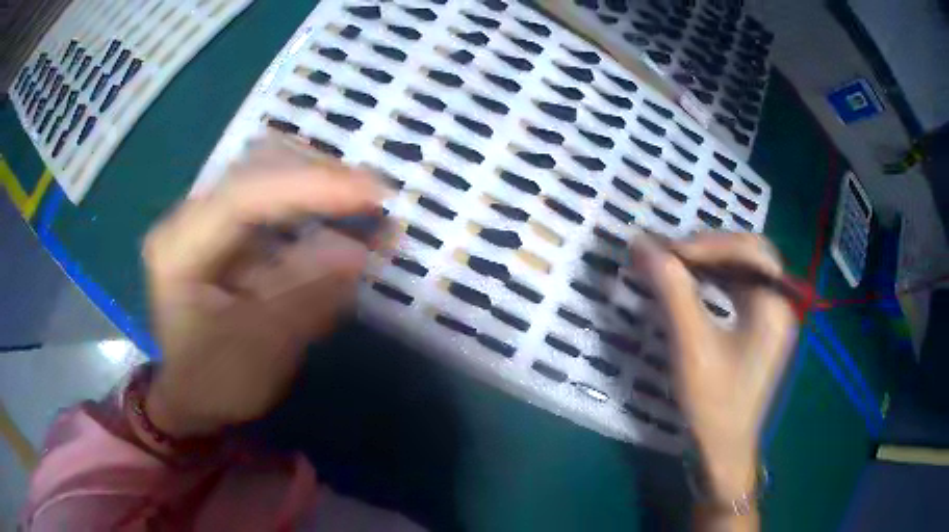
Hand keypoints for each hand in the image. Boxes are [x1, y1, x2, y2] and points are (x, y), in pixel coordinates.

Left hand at [142, 138, 388, 437]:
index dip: (309, 187)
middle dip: (321, 177)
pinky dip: (310, 201)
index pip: (244, 196)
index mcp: (180, 249)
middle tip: (375, 199)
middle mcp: (190, 218)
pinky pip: (273, 196)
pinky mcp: (226, 228)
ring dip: (319, 184)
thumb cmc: (213, 382)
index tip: (371, 195)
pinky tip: (338, 216)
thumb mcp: (258, 353)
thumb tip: (357, 251)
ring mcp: (208, 217)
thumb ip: (302, 300)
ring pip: (268, 172)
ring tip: (364, 205)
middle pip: (258, 168)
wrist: (186, 393)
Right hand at [631, 232, 797, 499]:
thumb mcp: (691, 345)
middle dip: (710, 248)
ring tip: (675, 263)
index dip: (708, 243)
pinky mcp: (760, 327)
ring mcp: (772, 315)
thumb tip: (642, 244)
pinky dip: (714, 279)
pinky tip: (692, 283)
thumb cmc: (713, 402)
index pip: (749, 250)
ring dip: (710, 261)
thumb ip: (672, 290)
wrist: (724, 449)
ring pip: (743, 268)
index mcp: (775, 305)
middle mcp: (780, 303)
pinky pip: (739, 287)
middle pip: (749, 254)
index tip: (667, 250)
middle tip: (671, 254)